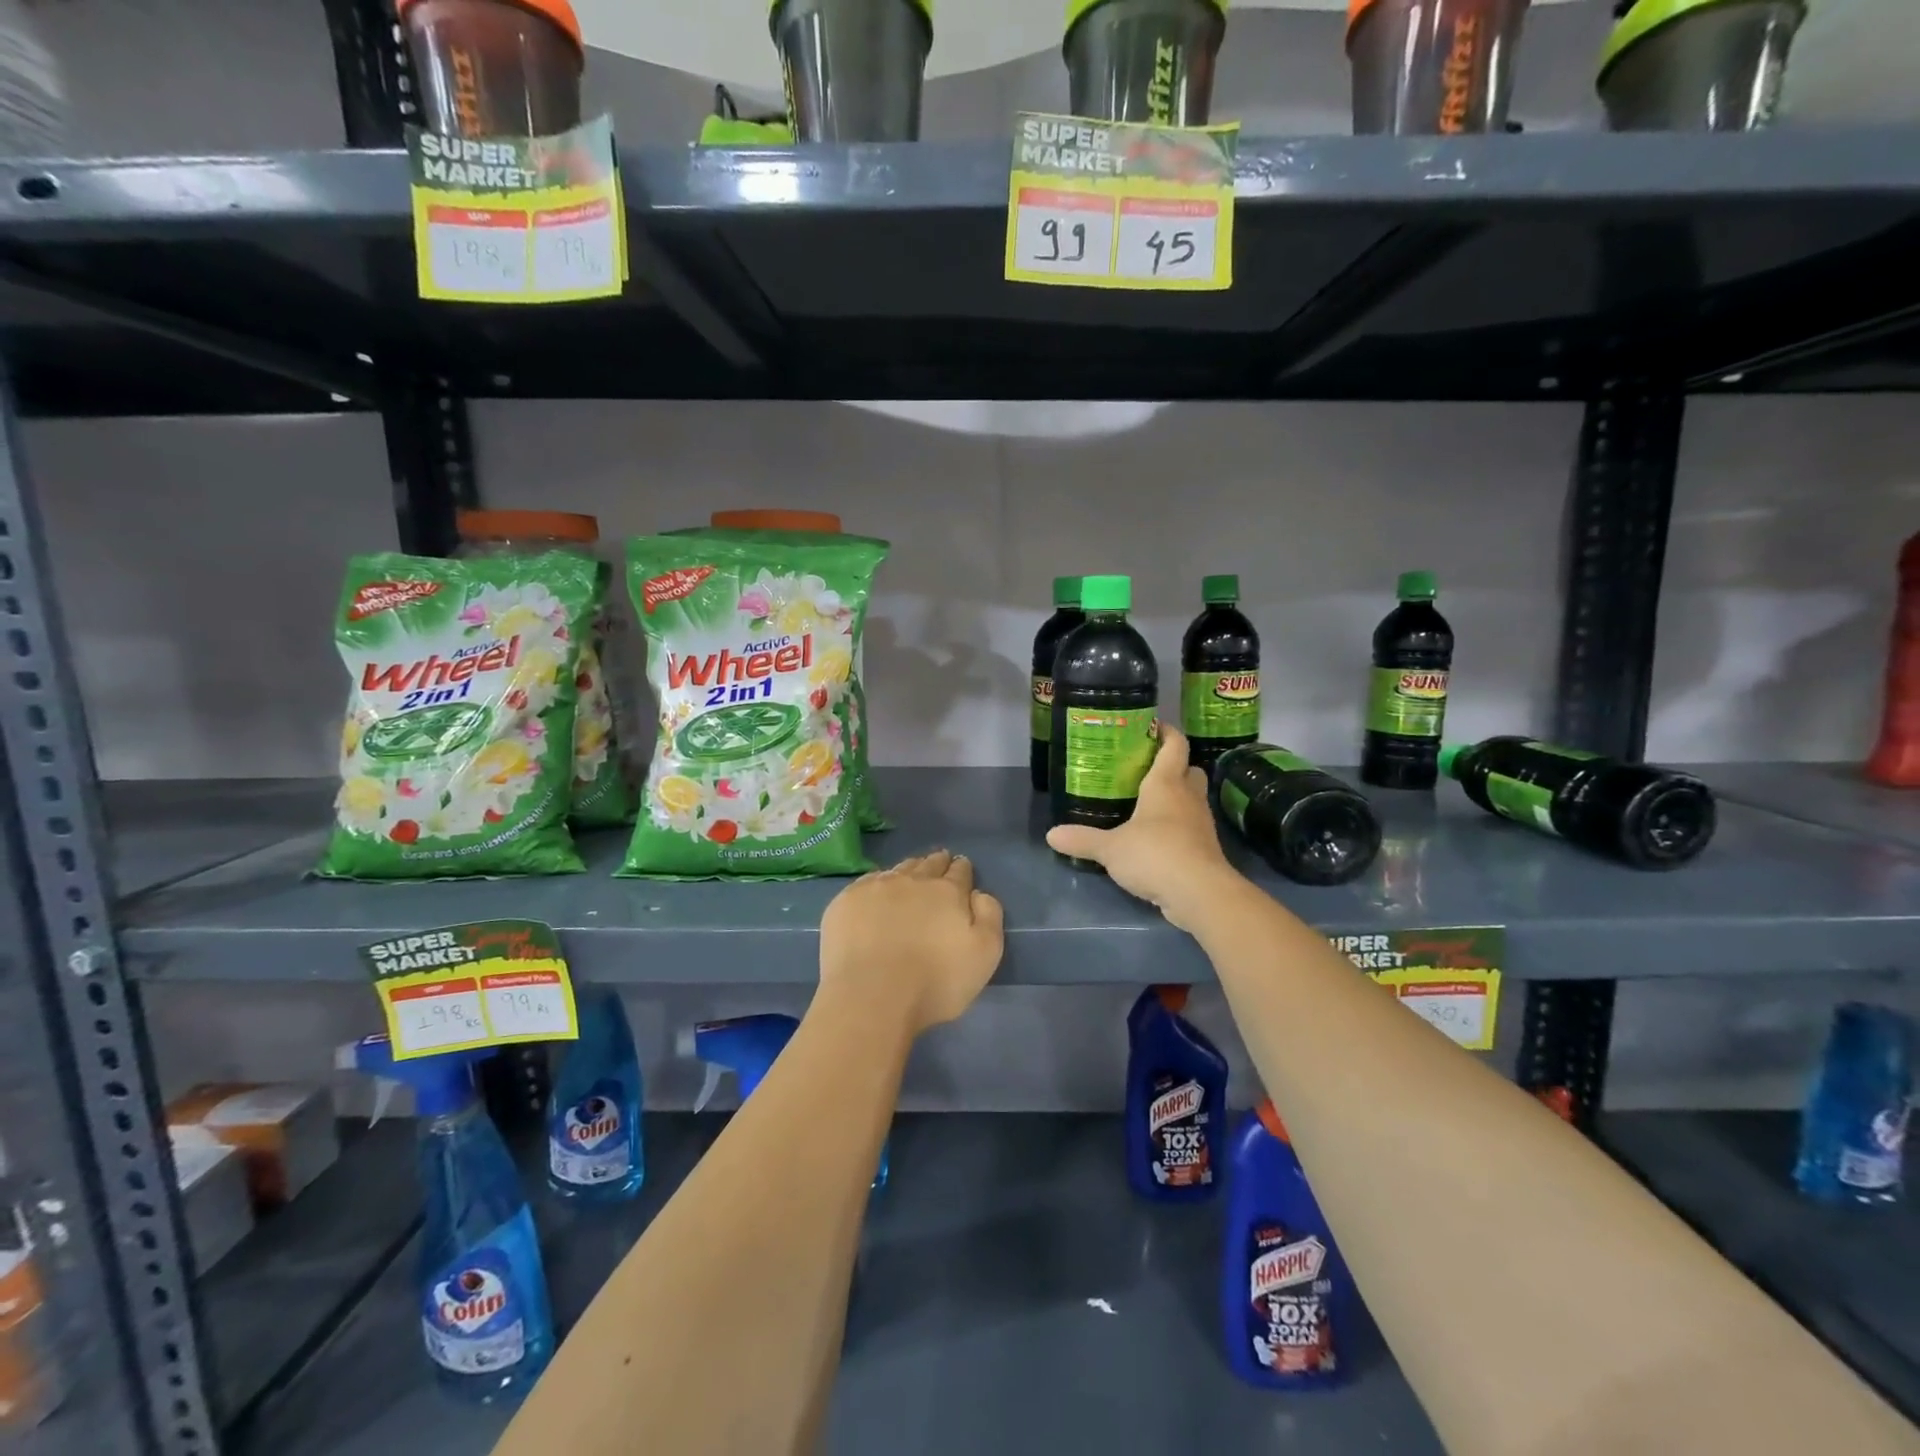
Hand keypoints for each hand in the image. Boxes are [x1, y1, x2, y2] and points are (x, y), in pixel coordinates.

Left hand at [818, 850, 1004, 1034]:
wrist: (871, 996)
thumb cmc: (935, 981)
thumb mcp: (985, 955)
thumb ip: (989, 916)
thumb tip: (978, 893)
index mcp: (947, 892)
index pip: (959, 872)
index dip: (962, 868)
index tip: (961, 866)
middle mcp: (912, 881)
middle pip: (928, 864)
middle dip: (936, 862)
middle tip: (939, 861)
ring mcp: (876, 888)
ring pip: (898, 870)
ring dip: (908, 869)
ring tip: (911, 873)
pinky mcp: (846, 902)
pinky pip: (867, 882)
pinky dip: (877, 883)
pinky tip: (876, 890)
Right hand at [1045, 726, 1239, 932]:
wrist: (1200, 894)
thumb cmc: (1155, 855)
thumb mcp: (1110, 848)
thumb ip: (1082, 839)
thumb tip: (1051, 835)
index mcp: (1166, 784)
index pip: (1175, 746)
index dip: (1166, 732)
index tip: (1152, 727)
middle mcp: (1188, 797)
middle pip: (1189, 769)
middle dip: (1173, 765)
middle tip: (1145, 769)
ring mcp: (1200, 823)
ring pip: (1192, 798)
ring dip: (1176, 796)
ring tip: (1146, 802)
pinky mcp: (1204, 848)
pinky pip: (1191, 826)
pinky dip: (1177, 826)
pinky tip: (1156, 837)